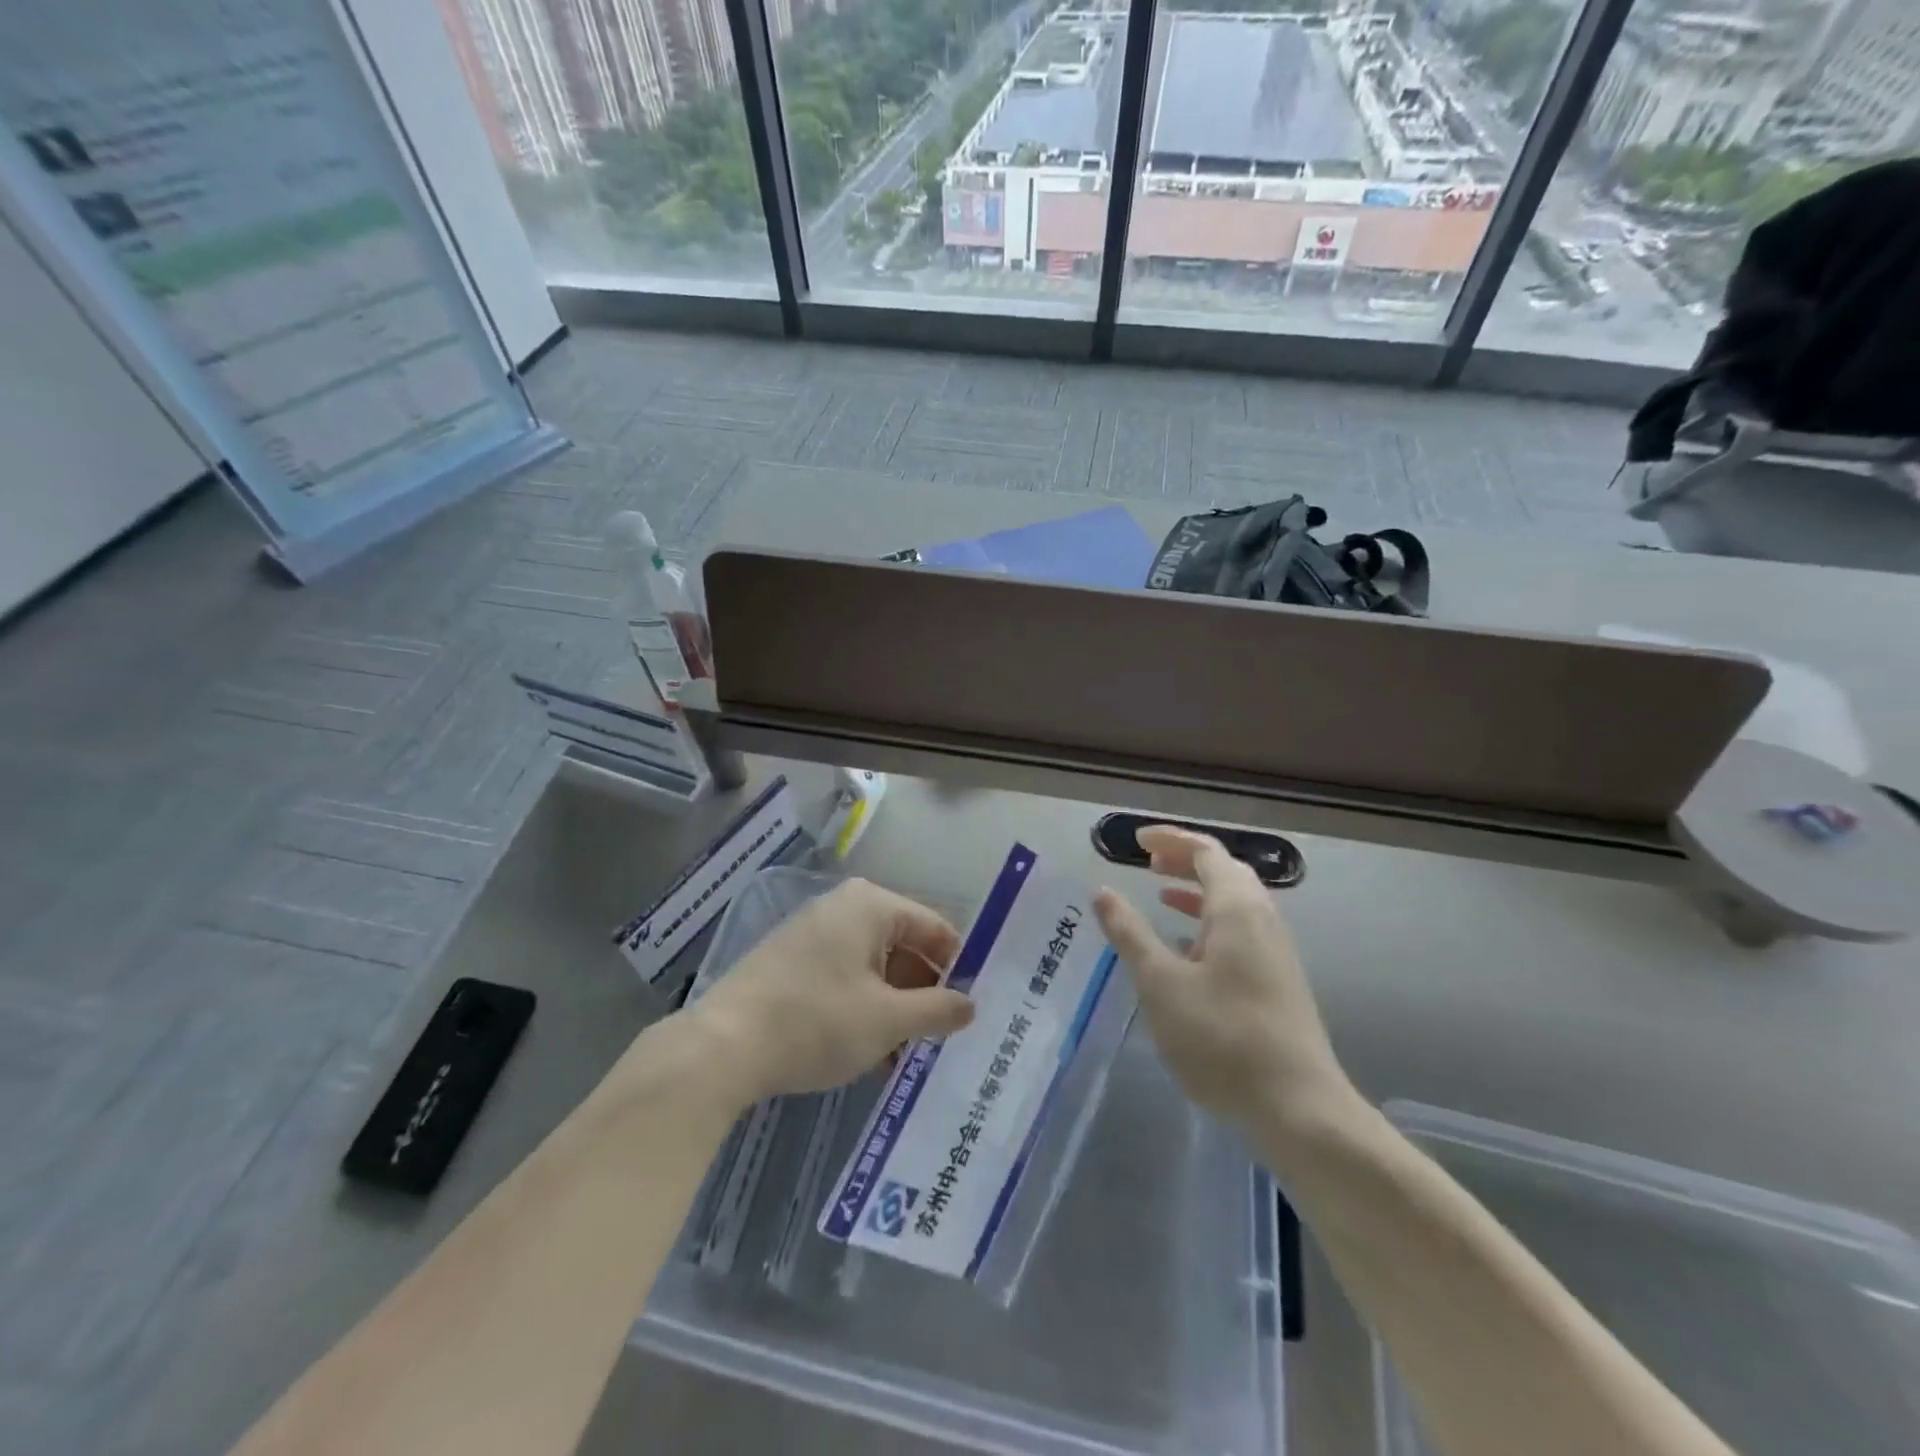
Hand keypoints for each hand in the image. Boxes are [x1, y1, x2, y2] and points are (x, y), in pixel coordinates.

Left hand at [688, 879, 975, 1104]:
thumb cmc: (817, 1022)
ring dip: (894, 1008)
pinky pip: (844, 977)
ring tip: (906, 1056)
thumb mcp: (888, 1021)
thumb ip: (938, 1009)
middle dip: (923, 994)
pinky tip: (870, 1053)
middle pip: (904, 947)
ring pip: (874, 967)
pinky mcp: (791, 960)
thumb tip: (971, 1005)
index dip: (958, 969)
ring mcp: (813, 932)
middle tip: (941, 1038)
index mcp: (872, 905)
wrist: (722, 1046)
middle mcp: (843, 907)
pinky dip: (863, 1008)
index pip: (935, 929)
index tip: (971, 1010)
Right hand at [1094, 827, 1353, 1134]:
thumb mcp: (1161, 984)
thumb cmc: (1222, 1039)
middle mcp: (1262, 920)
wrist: (1299, 1107)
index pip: (1206, 851)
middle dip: (1185, 861)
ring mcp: (1275, 951)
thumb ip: (1130, 934)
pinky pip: (1241, 931)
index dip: (1171, 840)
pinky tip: (1187, 949)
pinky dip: (1209, 922)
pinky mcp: (1278, 980)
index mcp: (1237, 909)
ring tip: (1161, 896)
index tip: (1136, 842)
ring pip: (1235, 903)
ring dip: (1197, 891)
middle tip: (1147, 864)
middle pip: (1225, 871)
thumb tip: (1103, 891)